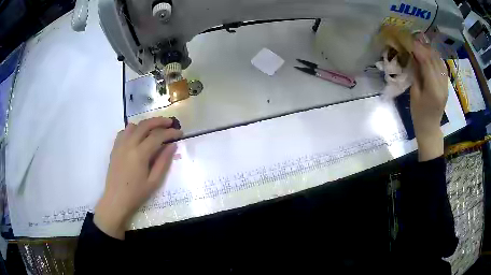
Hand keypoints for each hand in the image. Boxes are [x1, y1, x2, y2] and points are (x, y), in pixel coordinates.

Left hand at [94, 117, 182, 238]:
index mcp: (140, 153)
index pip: (158, 136)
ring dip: (145, 124)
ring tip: (154, 129)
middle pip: (145, 125)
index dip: (170, 133)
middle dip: (159, 121)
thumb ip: (163, 162)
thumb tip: (172, 145)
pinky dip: (132, 130)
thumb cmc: (136, 194)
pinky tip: (137, 138)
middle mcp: (129, 144)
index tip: (180, 133)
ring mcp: (120, 145)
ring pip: (133, 125)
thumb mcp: (154, 181)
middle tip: (170, 123)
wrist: (116, 200)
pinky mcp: (115, 148)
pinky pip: (123, 132)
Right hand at [410, 38, 447, 160]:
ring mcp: (446, 86)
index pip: (427, 63)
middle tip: (414, 40)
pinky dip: (436, 58)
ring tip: (422, 44)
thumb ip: (416, 74)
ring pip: (440, 63)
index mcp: (433, 90)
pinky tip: (430, 54)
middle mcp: (442, 86)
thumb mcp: (414, 94)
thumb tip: (414, 57)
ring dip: (431, 52)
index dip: (419, 50)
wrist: (430, 128)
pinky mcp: (446, 86)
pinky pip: (442, 68)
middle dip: (424, 48)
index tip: (410, 41)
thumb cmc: (419, 114)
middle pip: (434, 61)